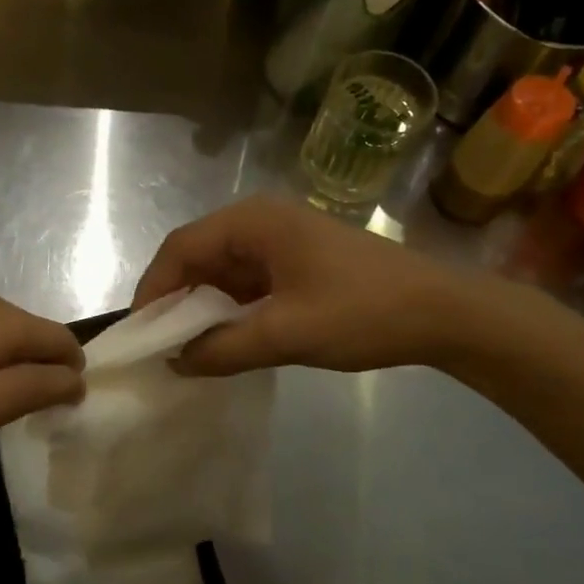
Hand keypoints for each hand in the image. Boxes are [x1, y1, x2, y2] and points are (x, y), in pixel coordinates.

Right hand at [133, 196, 502, 375]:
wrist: (444, 312)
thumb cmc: (363, 312)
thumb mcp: (286, 334)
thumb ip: (223, 349)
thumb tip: (175, 362)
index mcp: (254, 222)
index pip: (181, 248)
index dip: (153, 289)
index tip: (140, 333)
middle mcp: (262, 221)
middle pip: (198, 254)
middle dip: (176, 298)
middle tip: (159, 343)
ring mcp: (282, 239)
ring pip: (223, 270)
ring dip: (204, 306)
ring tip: (187, 347)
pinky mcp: (298, 260)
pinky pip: (248, 280)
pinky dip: (231, 308)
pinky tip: (227, 338)